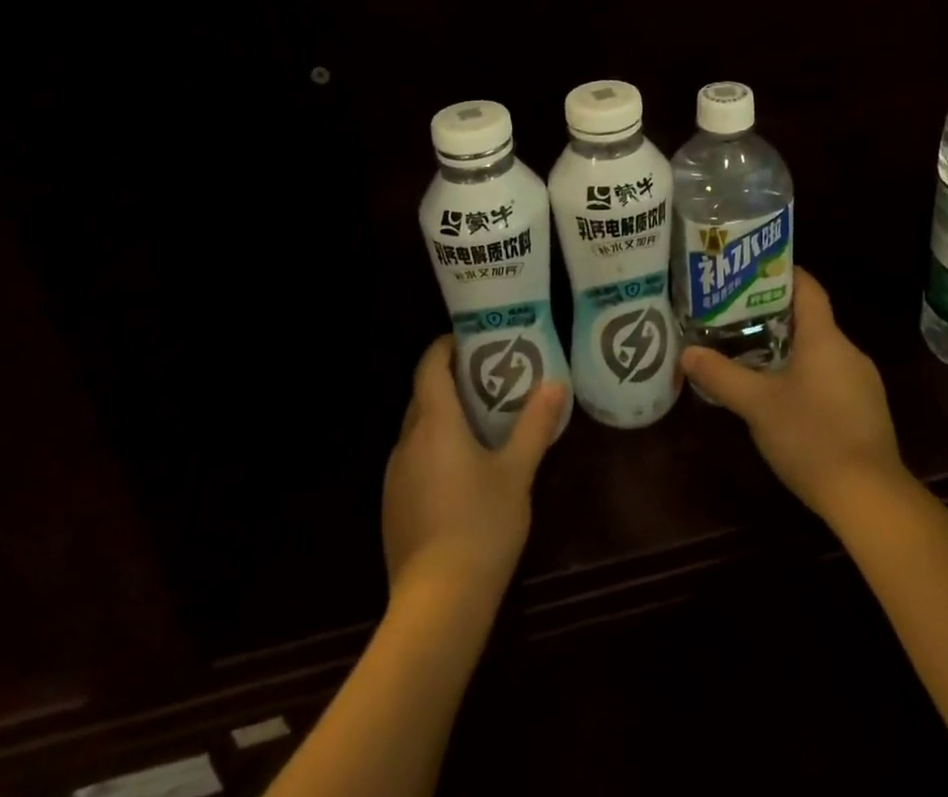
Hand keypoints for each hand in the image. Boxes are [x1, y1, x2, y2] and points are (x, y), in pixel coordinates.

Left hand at [382, 336, 566, 604]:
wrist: (437, 605)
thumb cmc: (481, 526)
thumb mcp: (517, 472)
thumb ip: (535, 425)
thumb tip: (554, 384)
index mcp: (435, 423)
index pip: (429, 367)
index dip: (444, 348)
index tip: (469, 340)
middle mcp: (408, 442)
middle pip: (423, 396)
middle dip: (449, 381)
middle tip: (487, 378)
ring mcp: (395, 476)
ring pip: (417, 430)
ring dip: (442, 417)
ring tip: (479, 422)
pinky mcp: (393, 506)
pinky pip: (413, 460)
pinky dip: (433, 449)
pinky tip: (461, 472)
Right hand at [680, 267, 908, 525]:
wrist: (870, 498)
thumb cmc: (811, 436)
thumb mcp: (757, 405)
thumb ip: (721, 375)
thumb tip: (686, 352)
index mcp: (824, 337)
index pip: (807, 287)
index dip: (781, 273)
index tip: (751, 271)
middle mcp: (848, 350)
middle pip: (811, 319)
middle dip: (775, 315)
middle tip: (737, 317)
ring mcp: (863, 382)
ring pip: (821, 351)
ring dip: (790, 349)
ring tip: (752, 355)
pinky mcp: (867, 411)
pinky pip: (832, 377)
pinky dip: (807, 376)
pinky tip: (784, 398)